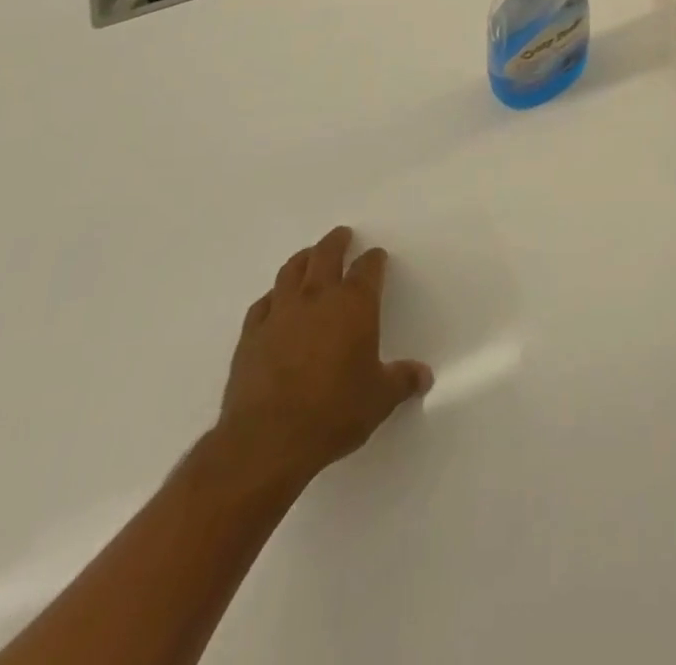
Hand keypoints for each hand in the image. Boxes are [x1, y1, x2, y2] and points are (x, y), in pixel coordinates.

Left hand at [212, 226, 431, 489]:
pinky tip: (274, 301)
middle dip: (336, 242)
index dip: (374, 260)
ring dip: (302, 259)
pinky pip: (263, 303)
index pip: (368, 268)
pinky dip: (272, 296)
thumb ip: (401, 381)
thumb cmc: (334, 413)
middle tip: (342, 235)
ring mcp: (280, 313)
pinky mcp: (251, 335)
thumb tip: (424, 376)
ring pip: (291, 271)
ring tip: (308, 256)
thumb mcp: (379, 400)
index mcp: (354, 305)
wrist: (268, 440)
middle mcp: (317, 297)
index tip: (377, 256)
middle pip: (326, 255)